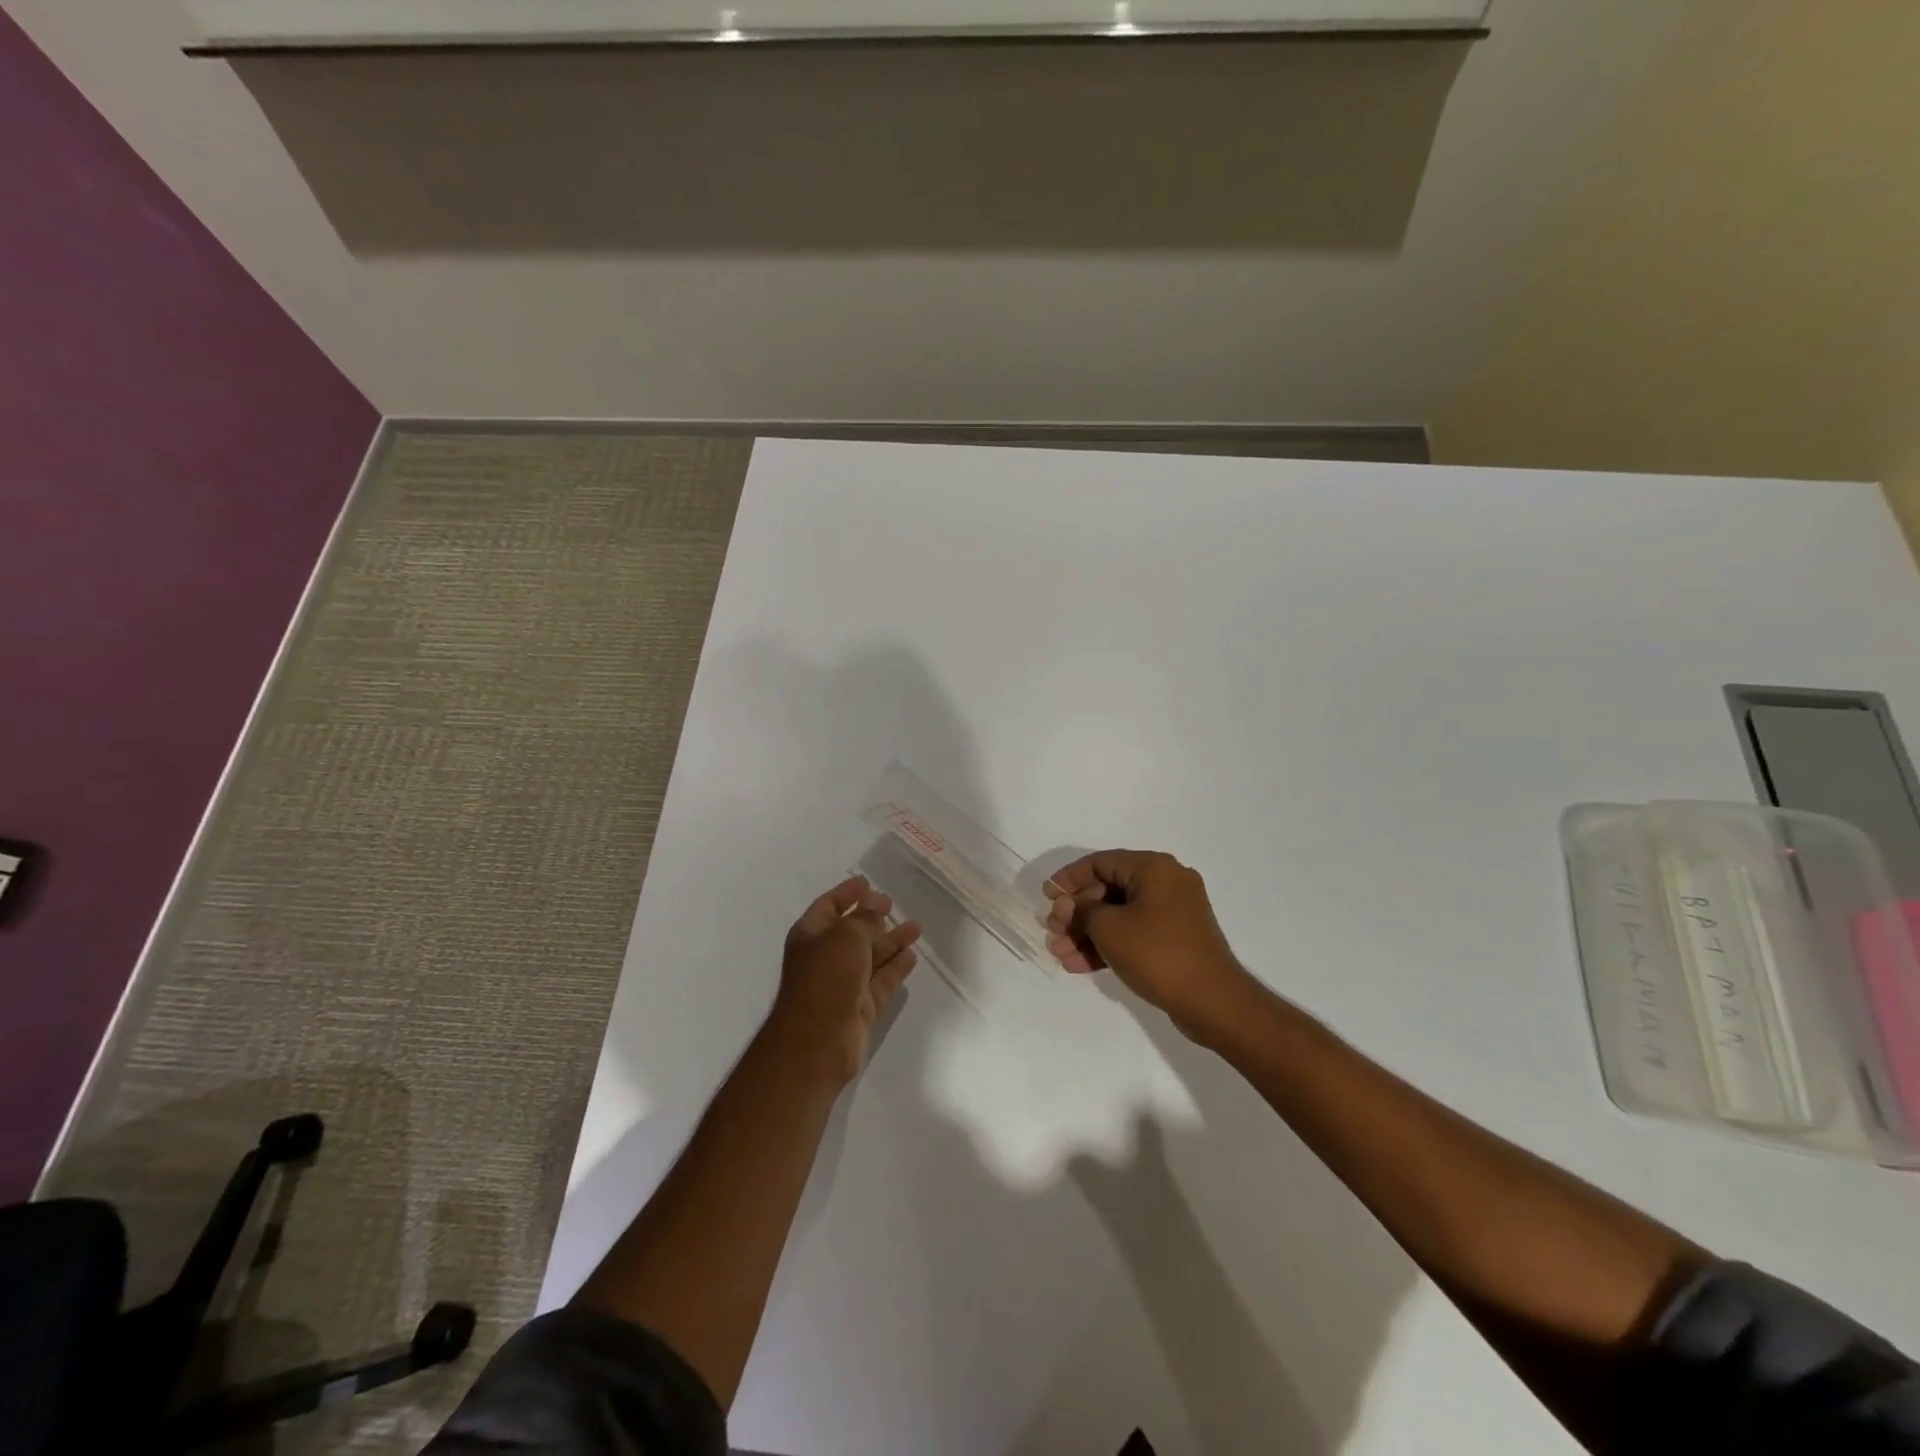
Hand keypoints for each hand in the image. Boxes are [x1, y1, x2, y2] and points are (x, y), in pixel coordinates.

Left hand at [768, 876, 920, 1087]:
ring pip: (871, 956)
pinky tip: (911, 955)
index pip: (829, 905)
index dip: (847, 893)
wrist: (817, 1041)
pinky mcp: (860, 1008)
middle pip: (852, 931)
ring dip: (891, 940)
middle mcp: (824, 957)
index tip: (868, 883)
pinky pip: (881, 981)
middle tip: (892, 903)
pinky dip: (895, 968)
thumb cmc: (826, 977)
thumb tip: (875, 911)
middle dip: (872, 916)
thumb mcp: (846, 936)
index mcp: (810, 935)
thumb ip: (864, 919)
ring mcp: (842, 984)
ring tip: (916, 927)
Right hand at [1045, 850, 1261, 1044]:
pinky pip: (1134, 933)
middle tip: (1053, 933)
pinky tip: (1080, 965)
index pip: (1100, 862)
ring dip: (1088, 933)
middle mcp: (1166, 882)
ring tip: (1061, 955)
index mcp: (1153, 868)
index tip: (1046, 898)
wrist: (1212, 1001)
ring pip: (1119, 915)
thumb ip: (1080, 911)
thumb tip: (1066, 906)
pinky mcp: (1174, 939)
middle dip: (1076, 914)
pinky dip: (1109, 945)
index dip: (1068, 879)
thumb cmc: (1157, 953)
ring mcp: (1173, 912)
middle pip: (1108, 889)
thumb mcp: (1109, 928)